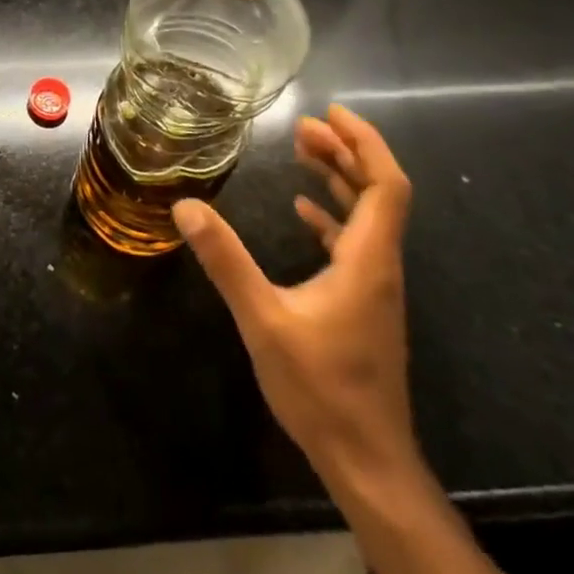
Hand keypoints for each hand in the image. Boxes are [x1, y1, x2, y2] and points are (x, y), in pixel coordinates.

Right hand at [173, 104, 417, 484]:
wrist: (366, 459)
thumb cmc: (320, 388)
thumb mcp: (263, 320)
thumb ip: (226, 261)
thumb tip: (187, 206)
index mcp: (368, 261)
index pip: (386, 186)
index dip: (365, 143)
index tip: (330, 115)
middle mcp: (380, 266)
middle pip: (379, 193)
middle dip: (346, 152)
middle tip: (304, 127)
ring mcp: (375, 288)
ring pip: (369, 217)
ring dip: (341, 180)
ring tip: (304, 153)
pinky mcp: (364, 305)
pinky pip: (356, 243)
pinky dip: (333, 216)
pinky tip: (304, 212)